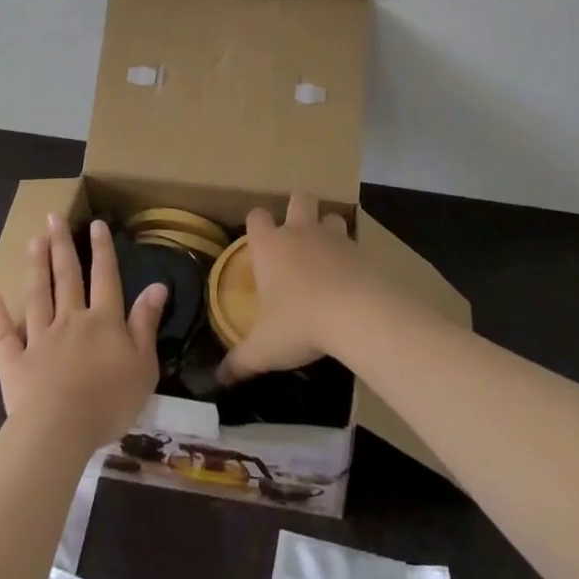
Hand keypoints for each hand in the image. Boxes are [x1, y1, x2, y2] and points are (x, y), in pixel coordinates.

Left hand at [0, 215, 168, 451]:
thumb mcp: (144, 364)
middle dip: (62, 245)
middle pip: (67, 277)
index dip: (102, 249)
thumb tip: (157, 285)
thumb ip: (146, 323)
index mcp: (104, 321)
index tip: (95, 223)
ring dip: (37, 267)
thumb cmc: (109, 400)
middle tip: (53, 217)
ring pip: (38, 296)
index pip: (105, 277)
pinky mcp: (15, 363)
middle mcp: (71, 320)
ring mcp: (40, 339)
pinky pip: (5, 336)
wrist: (61, 430)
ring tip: (34, 241)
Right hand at [217, 192, 378, 384]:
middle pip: (299, 199)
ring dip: (329, 229)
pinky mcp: (361, 251)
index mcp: (270, 246)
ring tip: (327, 253)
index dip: (257, 224)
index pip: (256, 217)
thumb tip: (217, 379)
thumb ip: (240, 360)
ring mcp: (333, 238)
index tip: (258, 240)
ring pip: (331, 216)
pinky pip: (355, 244)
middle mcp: (300, 232)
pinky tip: (352, 277)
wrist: (355, 313)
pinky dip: (352, 256)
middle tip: (297, 235)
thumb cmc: (299, 323)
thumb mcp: (264, 348)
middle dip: (298, 209)